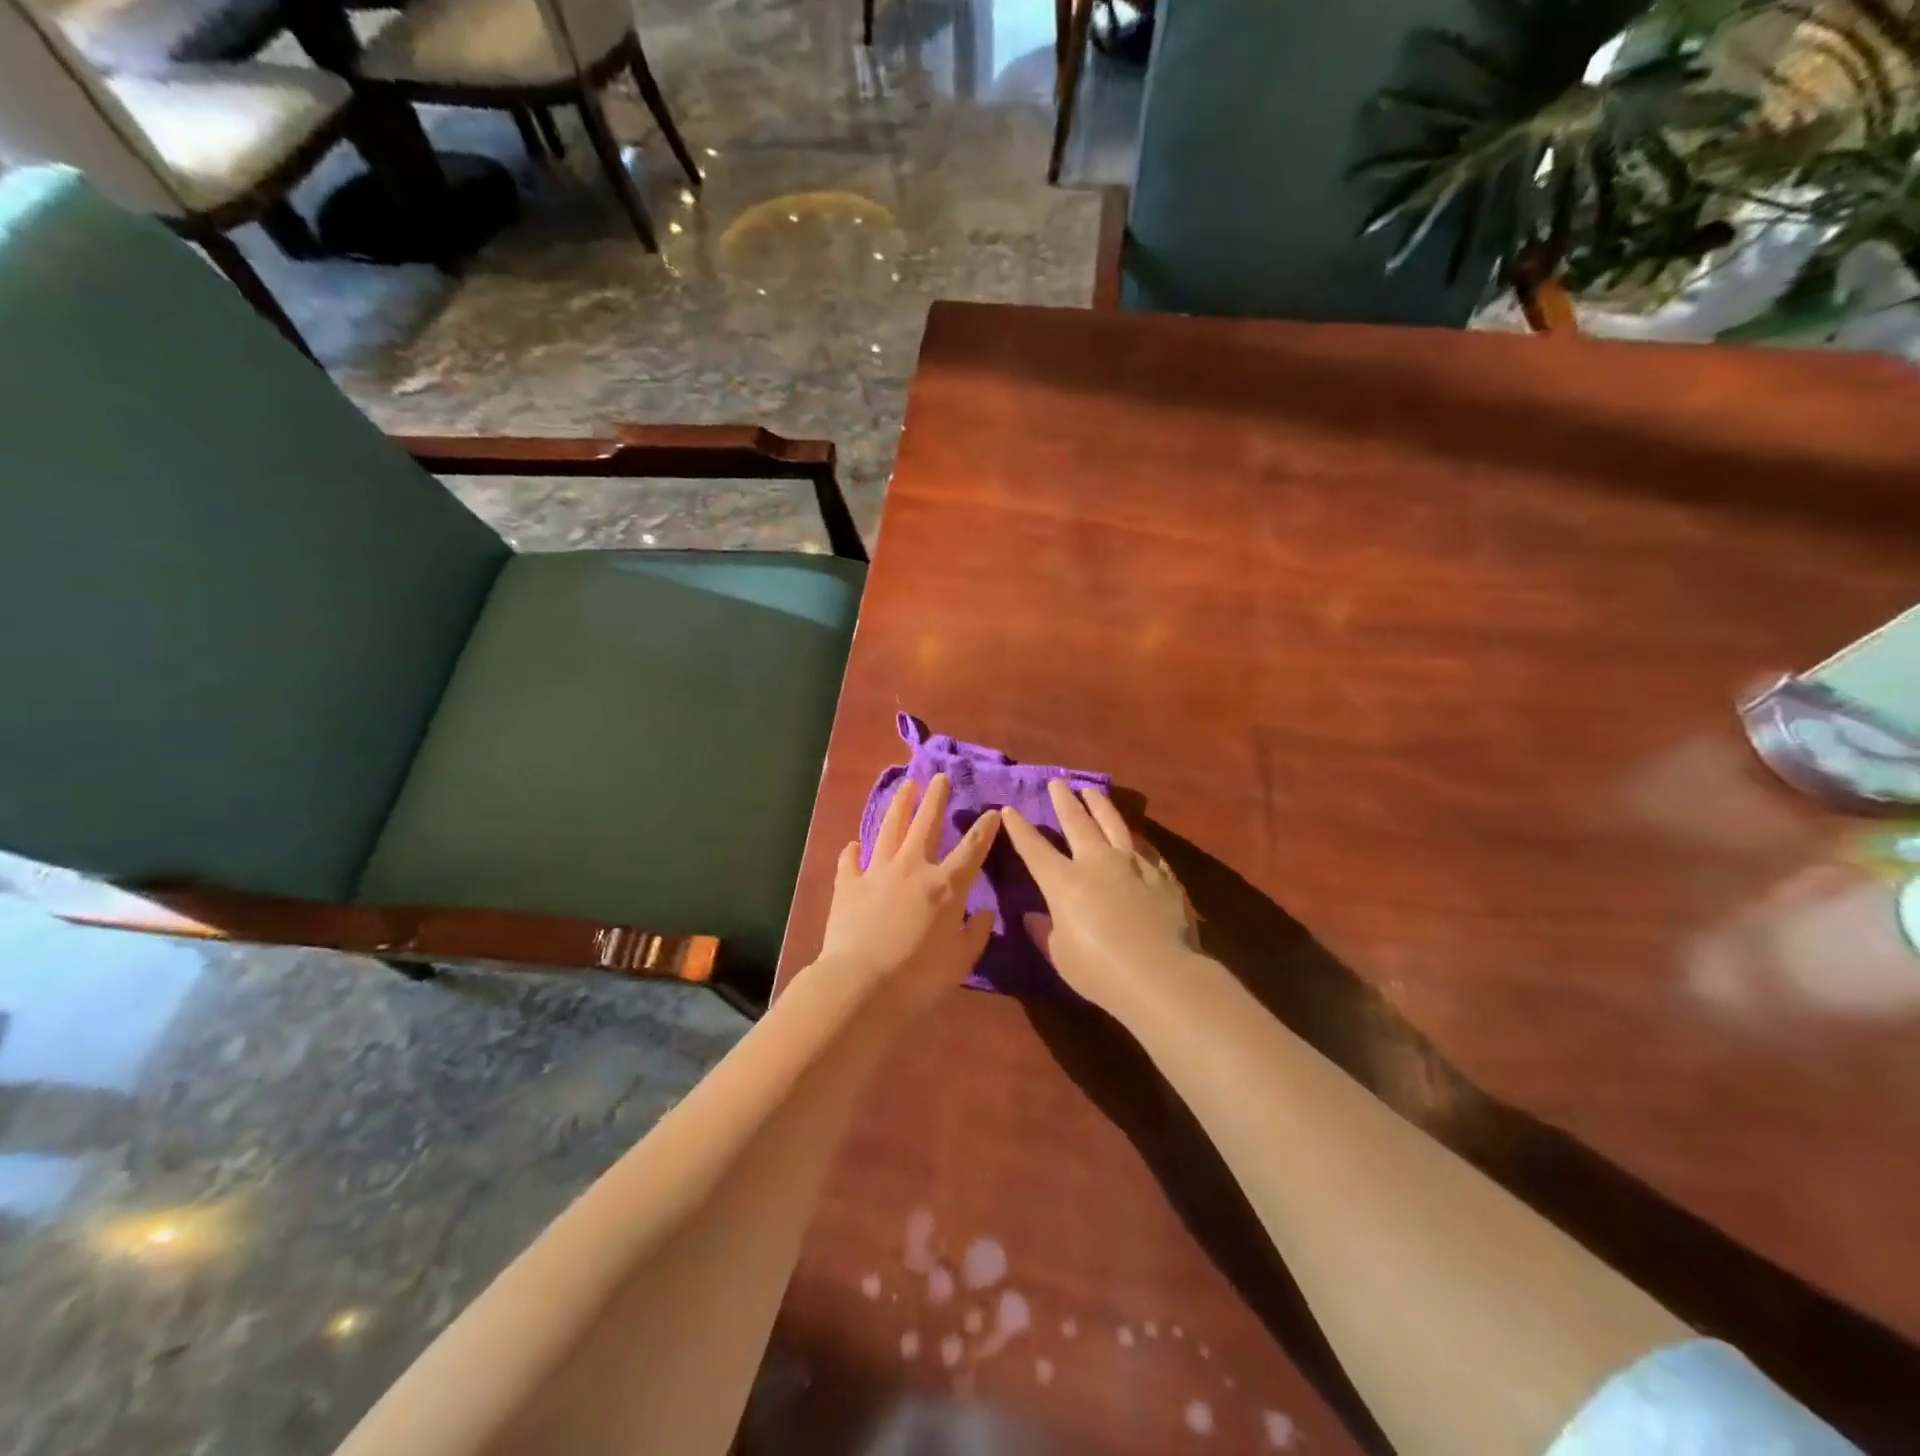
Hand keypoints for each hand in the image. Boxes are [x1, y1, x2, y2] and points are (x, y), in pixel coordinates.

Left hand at [817, 773, 999, 1017]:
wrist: (861, 985)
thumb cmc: (918, 977)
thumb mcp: (961, 961)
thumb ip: (976, 933)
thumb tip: (984, 912)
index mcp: (945, 886)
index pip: (971, 849)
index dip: (984, 830)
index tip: (992, 812)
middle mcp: (912, 868)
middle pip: (926, 823)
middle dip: (936, 798)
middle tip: (940, 777)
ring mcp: (877, 872)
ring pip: (889, 828)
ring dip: (899, 805)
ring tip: (906, 786)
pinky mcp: (848, 884)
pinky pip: (850, 860)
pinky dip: (853, 850)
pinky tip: (854, 844)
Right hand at [1002, 780, 1196, 1014]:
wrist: (1160, 975)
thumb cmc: (1100, 972)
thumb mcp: (1061, 956)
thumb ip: (1045, 932)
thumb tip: (1033, 916)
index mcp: (1064, 882)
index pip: (1035, 848)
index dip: (1020, 829)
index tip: (1009, 810)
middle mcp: (1097, 862)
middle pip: (1077, 822)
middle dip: (1064, 801)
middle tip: (1057, 783)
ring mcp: (1133, 864)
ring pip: (1113, 824)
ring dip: (1100, 805)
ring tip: (1092, 791)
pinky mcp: (1163, 875)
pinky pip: (1146, 848)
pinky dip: (1135, 839)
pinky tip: (1136, 836)